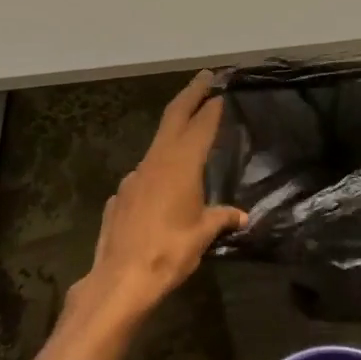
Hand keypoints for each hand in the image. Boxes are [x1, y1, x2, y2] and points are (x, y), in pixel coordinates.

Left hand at [76, 71, 247, 322]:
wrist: (119, 281)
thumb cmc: (169, 252)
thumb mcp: (203, 235)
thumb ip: (221, 219)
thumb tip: (241, 216)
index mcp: (181, 164)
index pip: (201, 124)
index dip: (212, 106)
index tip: (222, 90)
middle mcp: (156, 161)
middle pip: (174, 117)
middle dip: (190, 94)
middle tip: (204, 78)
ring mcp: (134, 177)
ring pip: (157, 144)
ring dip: (173, 132)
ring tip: (189, 134)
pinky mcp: (120, 197)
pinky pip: (143, 174)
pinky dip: (157, 168)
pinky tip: (162, 185)